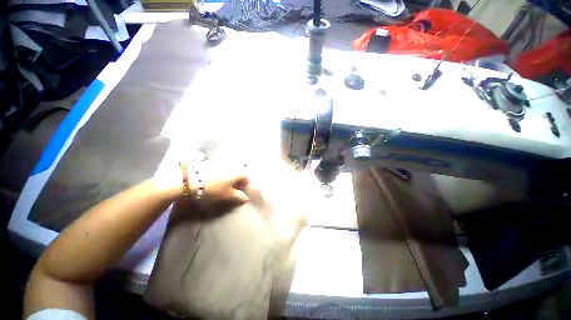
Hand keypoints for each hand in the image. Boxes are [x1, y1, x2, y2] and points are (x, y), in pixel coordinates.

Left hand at [195, 160, 249, 205]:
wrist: (190, 179)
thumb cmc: (214, 188)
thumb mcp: (227, 195)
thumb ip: (239, 197)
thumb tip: (245, 198)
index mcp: (239, 171)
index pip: (246, 178)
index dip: (246, 186)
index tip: (242, 193)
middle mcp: (233, 164)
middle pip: (239, 173)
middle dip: (238, 181)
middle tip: (234, 190)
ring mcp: (222, 161)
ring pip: (230, 170)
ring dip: (230, 177)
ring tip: (224, 186)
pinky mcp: (212, 161)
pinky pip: (222, 168)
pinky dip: (222, 174)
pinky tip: (216, 180)